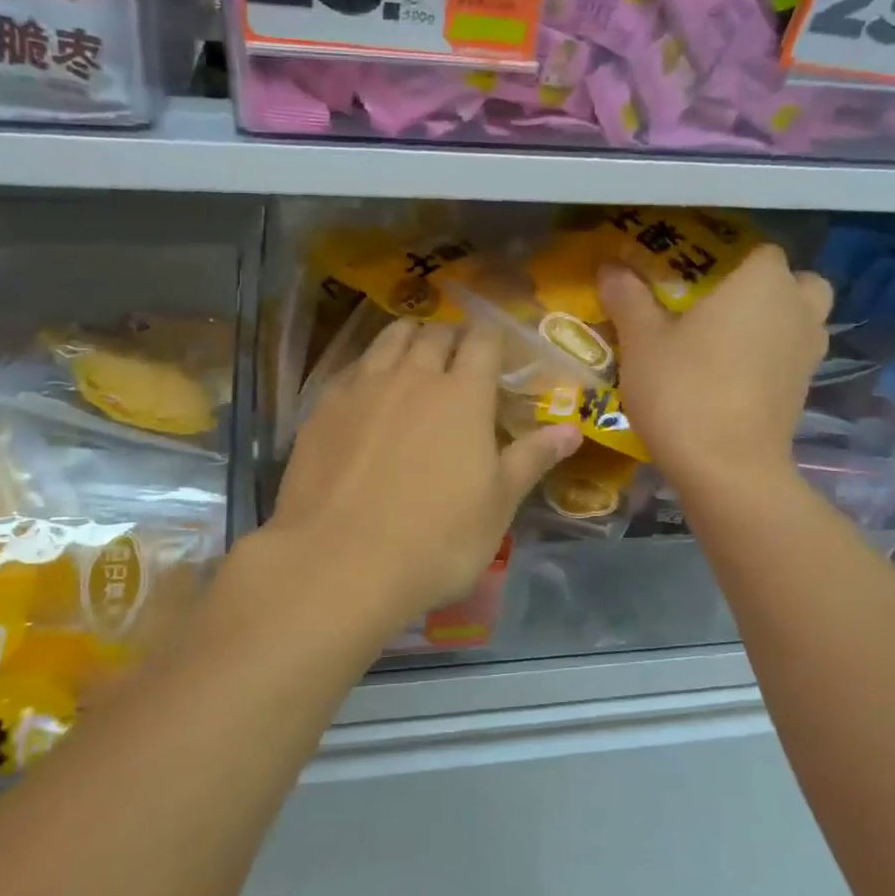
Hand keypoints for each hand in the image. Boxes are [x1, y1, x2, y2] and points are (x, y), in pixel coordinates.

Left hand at [263, 319, 581, 640]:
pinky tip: (367, 389)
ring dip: (408, 338)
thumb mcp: (497, 505)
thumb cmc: (436, 540)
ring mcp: (362, 387)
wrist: (340, 563)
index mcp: (464, 394)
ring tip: (413, 356)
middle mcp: (413, 376)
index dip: (492, 337)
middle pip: (435, 333)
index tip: (497, 347)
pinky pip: (352, 367)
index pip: (483, 340)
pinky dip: (368, 366)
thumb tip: (572, 430)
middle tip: (457, 356)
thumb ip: (532, 459)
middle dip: (451, 336)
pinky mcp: (322, 407)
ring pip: (389, 339)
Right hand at [599, 245, 832, 493]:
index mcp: (763, 283)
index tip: (694, 276)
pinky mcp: (804, 393)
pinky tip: (732, 377)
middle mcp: (797, 310)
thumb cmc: (684, 390)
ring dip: (776, 324)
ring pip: (801, 322)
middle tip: (722, 305)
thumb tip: (611, 267)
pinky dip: (772, 360)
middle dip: (767, 289)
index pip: (759, 249)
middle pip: (796, 284)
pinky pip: (792, 359)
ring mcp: (808, 354)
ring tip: (727, 342)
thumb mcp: (641, 341)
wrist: (727, 470)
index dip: (729, 257)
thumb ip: (628, 297)